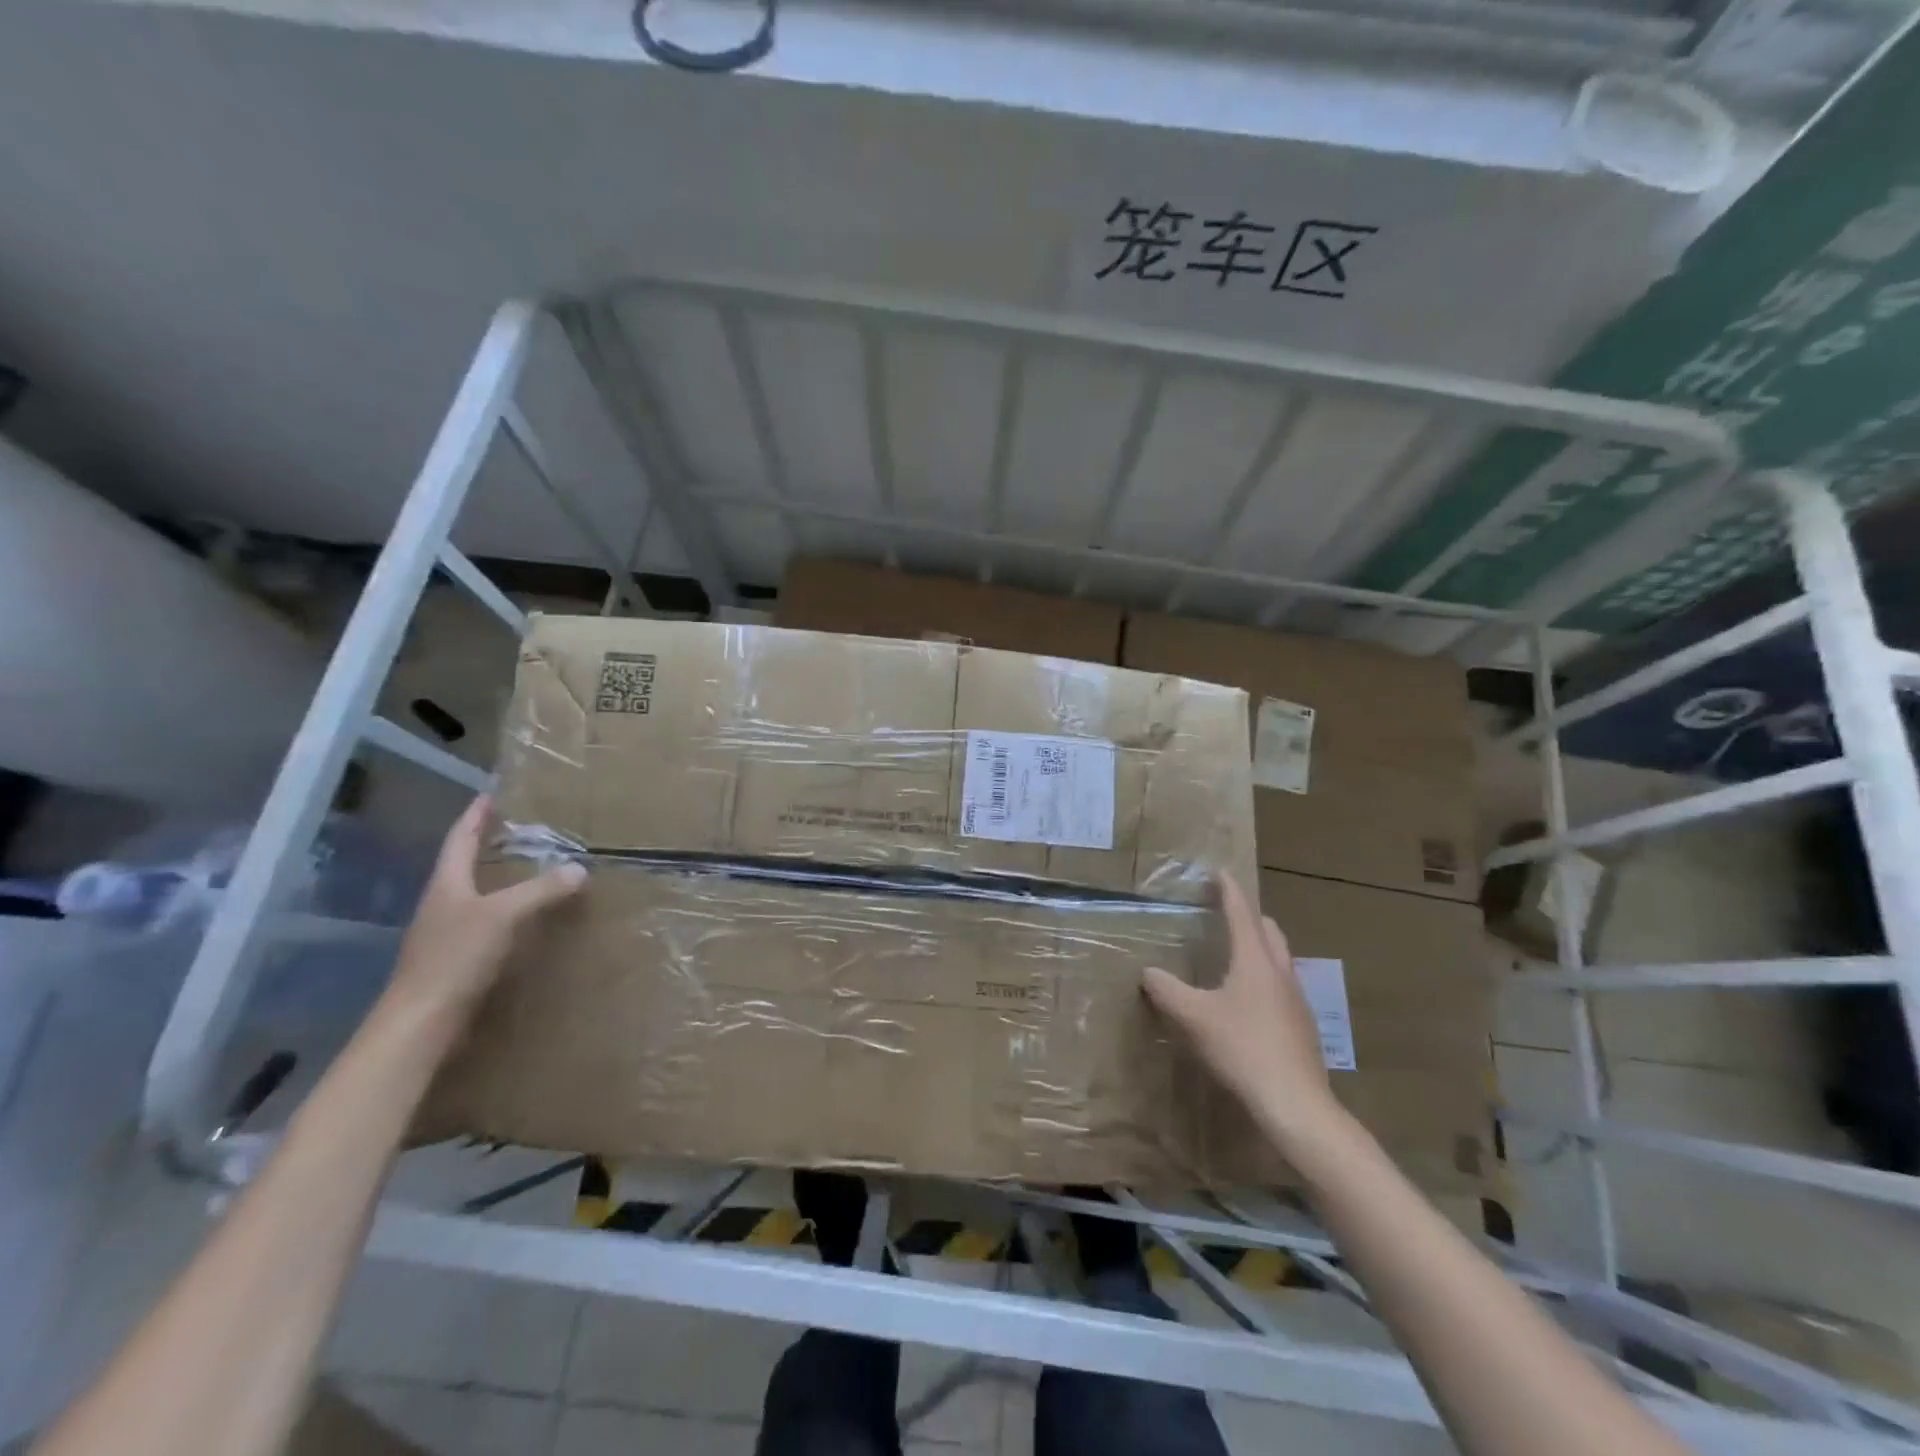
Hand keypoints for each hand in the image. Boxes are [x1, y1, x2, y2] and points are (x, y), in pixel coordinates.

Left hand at [382, 797, 585, 1027]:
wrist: (421, 1022)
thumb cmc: (456, 957)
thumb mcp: (504, 915)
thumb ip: (541, 890)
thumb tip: (580, 869)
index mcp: (446, 885)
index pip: (460, 840)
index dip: (475, 817)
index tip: (490, 795)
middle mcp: (443, 904)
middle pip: (464, 866)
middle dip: (488, 846)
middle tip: (519, 830)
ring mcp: (446, 934)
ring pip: (476, 896)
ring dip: (500, 881)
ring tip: (531, 871)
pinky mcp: (457, 961)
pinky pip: (486, 924)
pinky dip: (507, 914)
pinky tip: (527, 920)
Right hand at [1143, 874, 1341, 1142]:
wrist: (1295, 1103)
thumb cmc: (1242, 1048)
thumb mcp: (1193, 1017)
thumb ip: (1167, 991)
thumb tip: (1148, 972)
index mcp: (1255, 961)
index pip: (1242, 914)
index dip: (1229, 892)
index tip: (1221, 872)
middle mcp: (1280, 972)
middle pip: (1269, 932)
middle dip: (1250, 917)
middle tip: (1229, 913)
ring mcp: (1296, 1000)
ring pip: (1280, 959)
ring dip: (1261, 947)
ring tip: (1238, 954)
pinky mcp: (1302, 1027)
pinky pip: (1282, 986)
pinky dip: (1265, 977)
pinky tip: (1249, 1001)